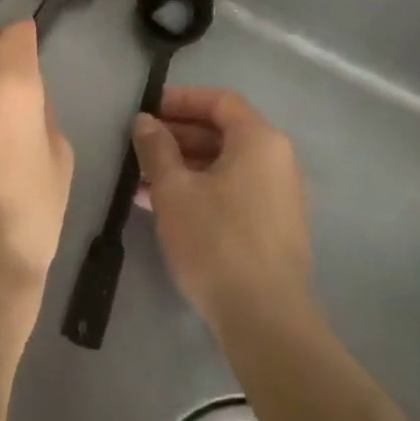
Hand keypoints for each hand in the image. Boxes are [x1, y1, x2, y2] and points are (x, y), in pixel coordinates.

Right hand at [133, 87, 312, 333]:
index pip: (219, 101)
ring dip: (184, 166)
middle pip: (223, 132)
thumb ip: (156, 148)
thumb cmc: (217, 241)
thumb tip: (144, 121)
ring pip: (225, 165)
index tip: (148, 109)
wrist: (265, 320)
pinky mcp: (274, 227)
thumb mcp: (174, 190)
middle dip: (178, 136)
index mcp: (259, 140)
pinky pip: (234, 191)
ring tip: (141, 179)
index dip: (181, 100)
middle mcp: (277, 160)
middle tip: (139, 145)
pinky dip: (201, 189)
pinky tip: (164, 206)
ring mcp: (279, 196)